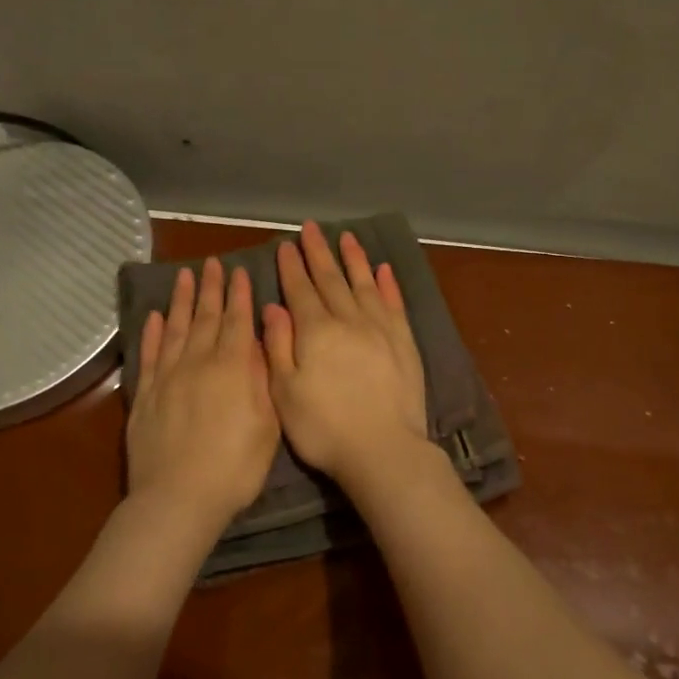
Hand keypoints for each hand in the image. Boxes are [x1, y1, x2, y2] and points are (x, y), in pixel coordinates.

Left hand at [126, 258, 279, 531]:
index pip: (238, 320)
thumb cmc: (235, 466)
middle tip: (212, 262)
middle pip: (205, 317)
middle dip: (211, 288)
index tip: (239, 271)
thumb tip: (260, 341)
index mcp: (233, 367)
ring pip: (175, 327)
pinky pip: (149, 354)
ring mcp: (167, 376)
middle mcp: (198, 362)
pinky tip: (154, 316)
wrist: (179, 497)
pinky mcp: (145, 394)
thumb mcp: (267, 424)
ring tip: (184, 275)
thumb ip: (263, 378)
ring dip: (181, 299)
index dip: (239, 294)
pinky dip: (151, 332)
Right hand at [263, 222, 428, 486]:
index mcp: (316, 331)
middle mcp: (348, 320)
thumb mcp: (285, 392)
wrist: (383, 450)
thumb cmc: (324, 428)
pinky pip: (394, 304)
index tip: (286, 245)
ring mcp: (380, 329)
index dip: (292, 266)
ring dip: (354, 259)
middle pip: (331, 279)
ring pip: (364, 284)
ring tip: (347, 237)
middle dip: (319, 253)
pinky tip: (383, 270)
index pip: (300, 289)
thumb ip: (278, 346)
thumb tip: (274, 306)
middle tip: (312, 228)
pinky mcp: (404, 343)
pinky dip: (387, 285)